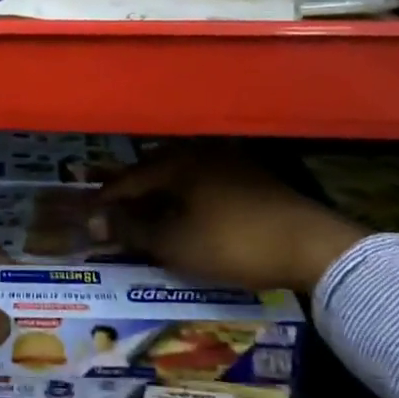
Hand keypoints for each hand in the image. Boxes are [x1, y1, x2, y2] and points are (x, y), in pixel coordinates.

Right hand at [93, 144, 369, 293]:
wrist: (311, 246)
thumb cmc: (233, 243)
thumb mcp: (175, 244)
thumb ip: (132, 230)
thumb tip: (94, 221)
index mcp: (176, 162)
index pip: (128, 178)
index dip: (105, 199)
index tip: (87, 215)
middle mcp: (199, 151)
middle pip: (153, 171)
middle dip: (132, 193)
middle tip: (114, 213)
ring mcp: (229, 160)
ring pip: (180, 175)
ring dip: (160, 194)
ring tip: (147, 214)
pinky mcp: (251, 175)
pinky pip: (203, 181)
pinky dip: (187, 196)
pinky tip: (187, 213)